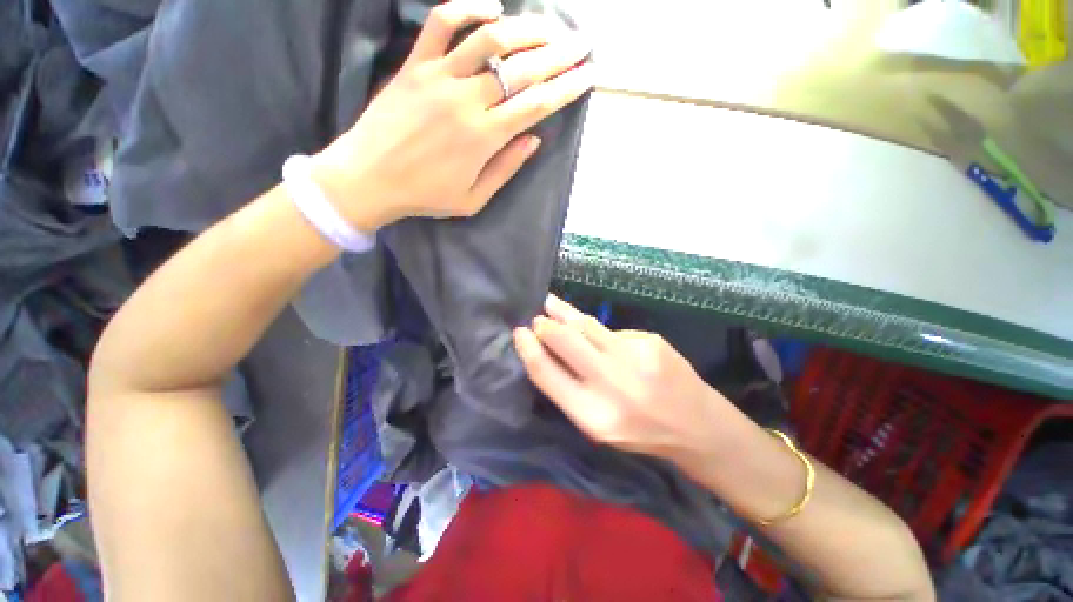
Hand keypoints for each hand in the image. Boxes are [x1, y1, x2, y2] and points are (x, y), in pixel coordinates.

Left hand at [313, 0, 593, 231]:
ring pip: (490, 39)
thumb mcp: (473, 199)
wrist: (369, 178)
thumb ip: (506, 169)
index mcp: (483, 138)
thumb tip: (535, 140)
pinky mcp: (415, 64)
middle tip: (581, 44)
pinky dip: (469, 7)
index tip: (588, 76)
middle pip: (521, 68)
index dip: (566, 89)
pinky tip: (492, 9)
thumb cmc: (425, 195)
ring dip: (526, 29)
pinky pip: (442, 23)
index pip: (536, 106)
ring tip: (549, 27)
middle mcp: (466, 100)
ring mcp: (438, 77)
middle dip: (558, 54)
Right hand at [513, 295, 732, 461]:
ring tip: (551, 304)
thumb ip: (570, 389)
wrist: (696, 425)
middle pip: (565, 340)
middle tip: (537, 319)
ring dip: (565, 314)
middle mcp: (612, 384)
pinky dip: (603, 334)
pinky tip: (605, 342)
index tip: (519, 333)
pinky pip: (613, 332)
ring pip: (587, 325)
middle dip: (545, 325)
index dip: (529, 349)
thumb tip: (544, 350)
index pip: (547, 373)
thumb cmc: (639, 431)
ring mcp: (634, 357)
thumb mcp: (597, 424)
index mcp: (592, 416)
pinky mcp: (650, 340)